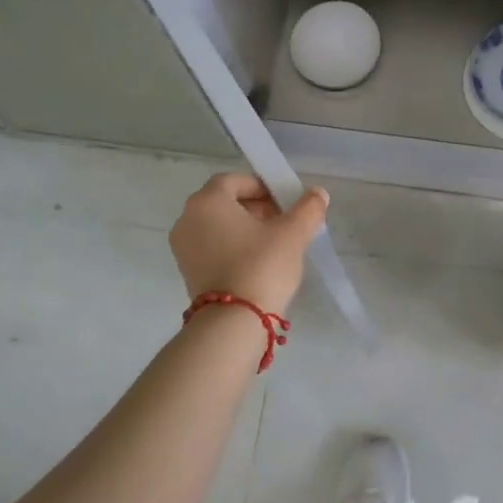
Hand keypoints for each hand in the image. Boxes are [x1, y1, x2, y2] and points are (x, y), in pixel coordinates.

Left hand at [169, 173, 328, 316]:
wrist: (234, 321)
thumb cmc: (262, 265)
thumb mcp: (293, 233)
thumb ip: (308, 208)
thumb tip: (318, 194)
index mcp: (207, 202)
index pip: (234, 180)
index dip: (261, 186)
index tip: (284, 202)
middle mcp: (187, 219)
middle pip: (223, 202)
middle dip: (255, 207)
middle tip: (282, 222)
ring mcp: (183, 247)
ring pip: (217, 226)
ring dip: (244, 228)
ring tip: (273, 244)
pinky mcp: (187, 272)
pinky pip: (211, 247)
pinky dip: (232, 247)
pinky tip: (257, 263)